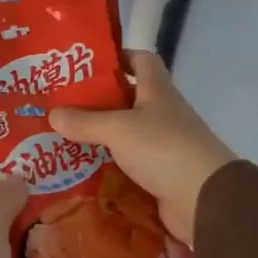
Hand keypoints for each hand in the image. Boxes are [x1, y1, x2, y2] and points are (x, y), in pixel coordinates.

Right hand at [48, 52, 234, 243]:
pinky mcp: (158, 173)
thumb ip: (85, 121)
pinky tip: (80, 169)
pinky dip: (106, 166)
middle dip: (96, 101)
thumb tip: (52, 114)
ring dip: (98, 137)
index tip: (86, 65)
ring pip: (124, 134)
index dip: (117, 57)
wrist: (205, 200)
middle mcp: (161, 114)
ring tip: (62, 138)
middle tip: (61, 106)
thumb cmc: (164, 149)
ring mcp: (162, 145)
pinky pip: (126, 164)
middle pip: (127, 99)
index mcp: (157, 91)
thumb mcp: (118, 129)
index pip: (141, 60)